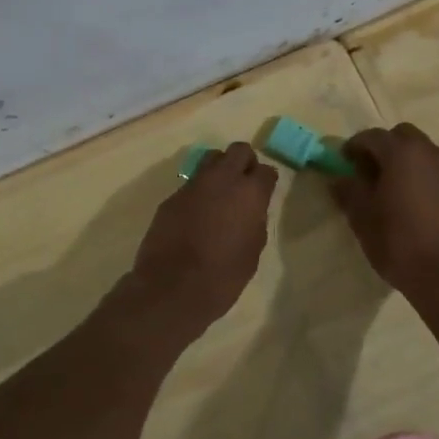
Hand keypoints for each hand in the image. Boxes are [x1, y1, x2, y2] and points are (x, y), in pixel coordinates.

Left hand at [129, 142, 277, 330]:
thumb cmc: (223, 276)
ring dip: (220, 169)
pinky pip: (191, 183)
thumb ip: (255, 222)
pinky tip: (197, 214)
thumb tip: (251, 210)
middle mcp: (222, 180)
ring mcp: (193, 185)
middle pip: (239, 150)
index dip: (266, 180)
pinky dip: (199, 191)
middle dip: (245, 162)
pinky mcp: (172, 197)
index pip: (266, 171)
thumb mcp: (252, 251)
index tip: (265, 192)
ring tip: (220, 193)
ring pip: (211, 158)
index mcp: (249, 193)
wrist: (172, 287)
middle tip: (244, 184)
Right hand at [330, 124, 438, 299]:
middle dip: (384, 147)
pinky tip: (416, 205)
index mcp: (402, 154)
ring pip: (424, 153)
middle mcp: (430, 154)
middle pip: (403, 136)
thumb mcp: (362, 218)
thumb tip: (339, 178)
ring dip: (406, 161)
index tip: (344, 161)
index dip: (354, 146)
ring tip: (393, 188)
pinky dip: (424, 178)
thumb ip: (348, 191)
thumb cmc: (398, 243)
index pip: (373, 136)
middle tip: (369, 171)